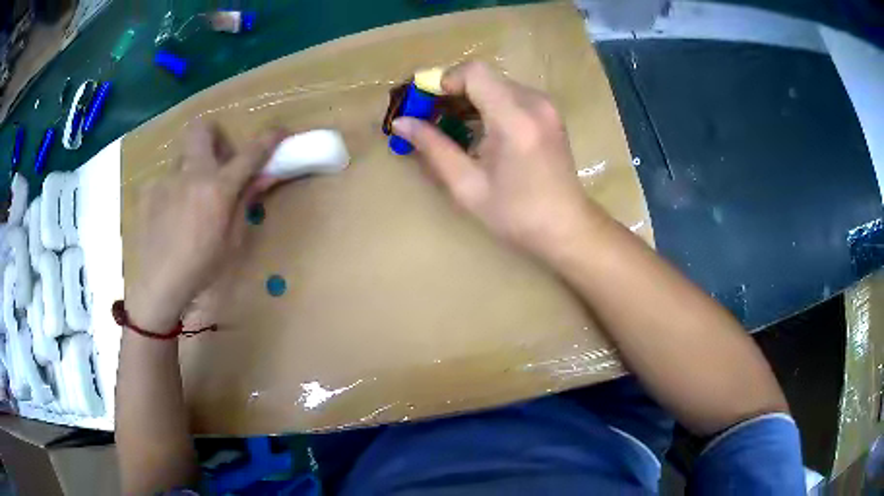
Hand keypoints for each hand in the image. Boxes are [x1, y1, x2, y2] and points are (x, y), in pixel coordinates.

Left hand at [127, 123, 282, 332]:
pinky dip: (173, 191)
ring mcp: (165, 179)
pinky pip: (165, 181)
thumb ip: (244, 203)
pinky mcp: (147, 191)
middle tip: (218, 161)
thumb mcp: (232, 242)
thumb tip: (260, 178)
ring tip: (190, 202)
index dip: (268, 140)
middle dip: (215, 136)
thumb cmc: (201, 269)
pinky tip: (170, 217)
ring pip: (182, 158)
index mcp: (217, 189)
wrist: (158, 286)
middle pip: (202, 129)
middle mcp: (190, 174)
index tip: (279, 131)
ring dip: (192, 170)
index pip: (249, 154)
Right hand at [392, 62, 602, 259]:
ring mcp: (545, 106)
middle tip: (427, 118)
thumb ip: (433, 148)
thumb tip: (400, 123)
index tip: (423, 104)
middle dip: (450, 92)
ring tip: (448, 126)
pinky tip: (476, 130)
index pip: (473, 72)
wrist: (566, 227)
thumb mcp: (467, 185)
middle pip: (483, 76)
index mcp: (514, 118)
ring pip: (495, 84)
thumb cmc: (516, 214)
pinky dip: (487, 105)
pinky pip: (510, 95)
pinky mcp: (548, 113)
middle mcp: (534, 102)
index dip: (442, 80)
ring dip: (467, 99)